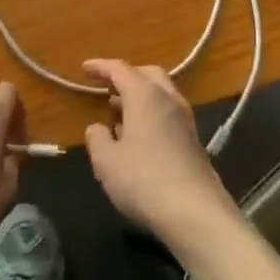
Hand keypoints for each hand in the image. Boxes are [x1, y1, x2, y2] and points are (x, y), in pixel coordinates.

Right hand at [82, 60, 239, 246]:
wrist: (195, 212)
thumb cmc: (144, 180)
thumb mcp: (107, 162)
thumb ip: (97, 139)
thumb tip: (97, 128)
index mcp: (145, 95)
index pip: (120, 69)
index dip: (101, 67)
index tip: (84, 68)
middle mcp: (168, 99)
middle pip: (147, 74)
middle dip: (126, 76)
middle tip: (107, 87)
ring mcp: (185, 119)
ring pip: (161, 93)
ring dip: (140, 96)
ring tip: (118, 112)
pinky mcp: (194, 140)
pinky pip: (168, 113)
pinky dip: (151, 114)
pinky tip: (139, 137)